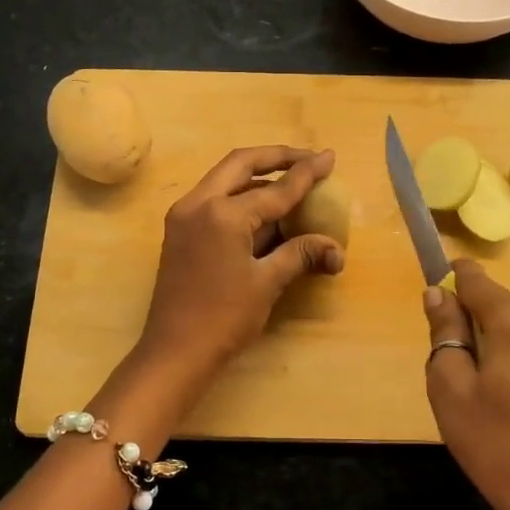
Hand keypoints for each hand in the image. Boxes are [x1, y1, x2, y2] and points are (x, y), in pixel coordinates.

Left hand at [137, 147, 344, 379]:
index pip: (275, 188)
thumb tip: (335, 248)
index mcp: (222, 214)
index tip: (329, 157)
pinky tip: (265, 208)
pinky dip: (241, 196)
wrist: (174, 352)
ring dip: (258, 176)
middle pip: (241, 164)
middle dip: (277, 157)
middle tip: (307, 159)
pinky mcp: (179, 230)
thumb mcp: (267, 283)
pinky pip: (214, 199)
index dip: (306, 173)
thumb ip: (300, 254)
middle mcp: (198, 203)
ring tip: (292, 180)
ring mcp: (184, 215)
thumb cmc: (223, 318)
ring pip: (225, 179)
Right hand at [423, 259, 509, 509]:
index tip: (433, 317)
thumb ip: (444, 331)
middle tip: (455, 375)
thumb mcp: (450, 386)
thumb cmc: (495, 442)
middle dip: (469, 325)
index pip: (472, 277)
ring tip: (483, 395)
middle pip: (494, 303)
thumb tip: (437, 293)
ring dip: (493, 345)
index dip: (447, 286)